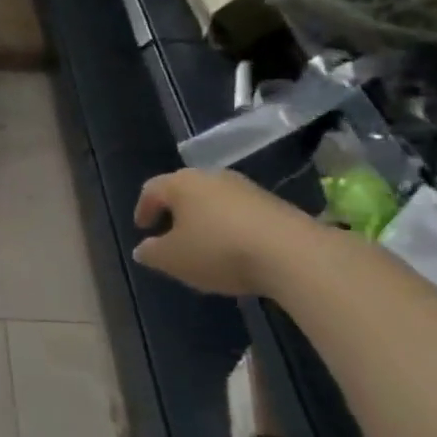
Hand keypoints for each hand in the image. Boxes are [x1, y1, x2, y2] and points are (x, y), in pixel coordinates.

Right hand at [132, 169, 317, 297]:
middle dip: (176, 211)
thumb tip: (143, 248)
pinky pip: (241, 213)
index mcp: (181, 184)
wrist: (293, 254)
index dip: (143, 209)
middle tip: (170, 234)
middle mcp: (212, 177)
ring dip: (205, 219)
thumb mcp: (172, 259)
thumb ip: (151, 252)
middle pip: (185, 190)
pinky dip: (231, 227)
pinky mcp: (275, 204)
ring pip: (215, 201)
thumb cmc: (218, 250)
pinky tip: (235, 250)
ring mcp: (247, 188)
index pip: (152, 189)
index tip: (142, 228)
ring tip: (204, 245)